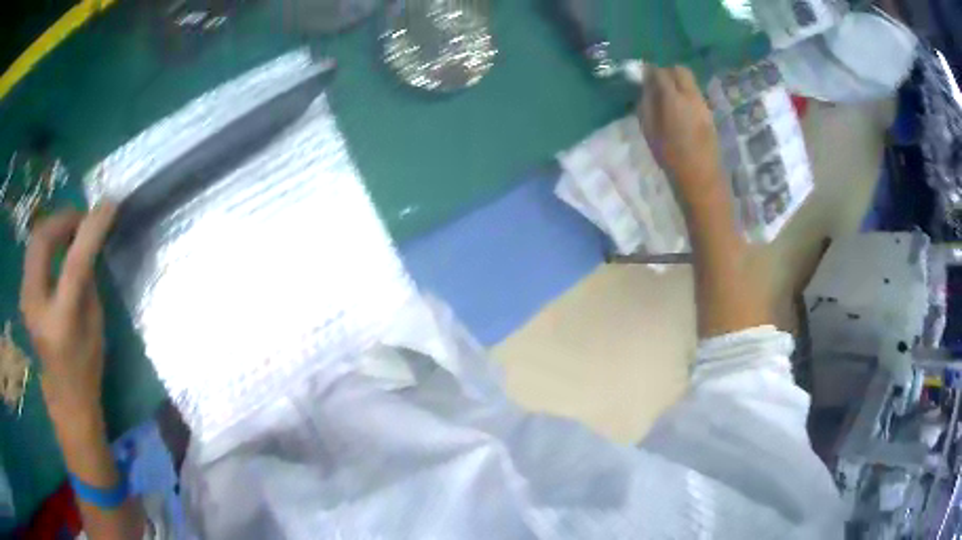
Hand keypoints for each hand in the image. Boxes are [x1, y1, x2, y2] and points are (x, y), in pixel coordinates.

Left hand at [20, 204, 116, 423]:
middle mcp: (36, 306)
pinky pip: (33, 253)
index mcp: (60, 321)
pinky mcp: (23, 294)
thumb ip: (87, 281)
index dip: (92, 229)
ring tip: (71, 229)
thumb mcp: (95, 325)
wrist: (64, 396)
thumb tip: (88, 242)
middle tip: (82, 218)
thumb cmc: (86, 368)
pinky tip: (58, 246)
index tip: (109, 206)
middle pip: (43, 240)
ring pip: (34, 241)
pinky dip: (46, 240)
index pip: (75, 263)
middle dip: (63, 218)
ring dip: (53, 227)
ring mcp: (26, 299)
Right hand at [638, 66, 724, 201]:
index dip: (650, 71)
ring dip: (678, 82)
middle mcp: (691, 96)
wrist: (702, 178)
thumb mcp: (650, 131)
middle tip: (657, 83)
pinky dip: (686, 94)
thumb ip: (647, 105)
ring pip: (690, 81)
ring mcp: (703, 104)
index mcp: (674, 99)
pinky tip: (679, 109)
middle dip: (667, 72)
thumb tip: (646, 88)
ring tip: (667, 97)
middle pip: (680, 70)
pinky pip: (696, 94)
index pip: (661, 73)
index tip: (642, 75)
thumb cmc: (671, 157)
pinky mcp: (710, 114)